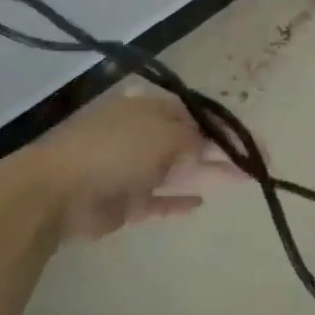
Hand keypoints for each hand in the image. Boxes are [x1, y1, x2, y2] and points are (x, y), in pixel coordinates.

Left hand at [24, 85, 237, 239]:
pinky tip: (199, 205)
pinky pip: (158, 200)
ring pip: (179, 171)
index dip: (224, 127)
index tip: (252, 142)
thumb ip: (196, 139)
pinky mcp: (124, 202)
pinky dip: (178, 202)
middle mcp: (144, 134)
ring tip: (243, 180)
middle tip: (257, 164)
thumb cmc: (115, 150)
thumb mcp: (164, 135)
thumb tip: (216, 143)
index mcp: (150, 108)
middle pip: (191, 142)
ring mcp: (133, 168)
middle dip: (223, 152)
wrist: (57, 192)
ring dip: (208, 174)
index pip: (196, 114)